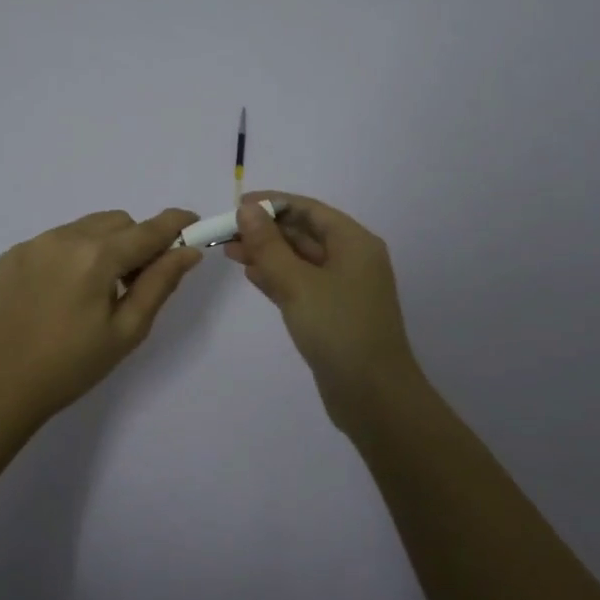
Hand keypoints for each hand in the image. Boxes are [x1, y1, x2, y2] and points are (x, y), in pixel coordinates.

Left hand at [0, 208, 203, 422]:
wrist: (4, 386)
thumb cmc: (74, 365)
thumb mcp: (127, 330)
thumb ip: (160, 283)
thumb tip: (188, 251)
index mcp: (96, 257)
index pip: (147, 230)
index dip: (175, 224)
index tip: (194, 224)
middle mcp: (64, 237)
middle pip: (117, 221)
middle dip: (135, 241)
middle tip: (134, 280)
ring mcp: (34, 243)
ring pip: (86, 226)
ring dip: (102, 245)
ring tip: (94, 289)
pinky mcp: (13, 253)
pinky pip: (56, 239)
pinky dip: (71, 254)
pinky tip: (62, 291)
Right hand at [221, 192, 423, 430]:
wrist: (373, 396)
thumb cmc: (338, 330)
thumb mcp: (298, 283)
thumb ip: (269, 246)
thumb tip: (247, 210)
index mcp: (354, 243)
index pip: (309, 210)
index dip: (273, 203)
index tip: (237, 205)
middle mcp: (352, 259)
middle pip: (304, 233)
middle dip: (266, 230)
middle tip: (226, 231)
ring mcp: (343, 288)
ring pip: (300, 260)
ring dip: (267, 253)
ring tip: (229, 251)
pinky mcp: (333, 313)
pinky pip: (301, 284)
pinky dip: (277, 277)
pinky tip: (250, 274)